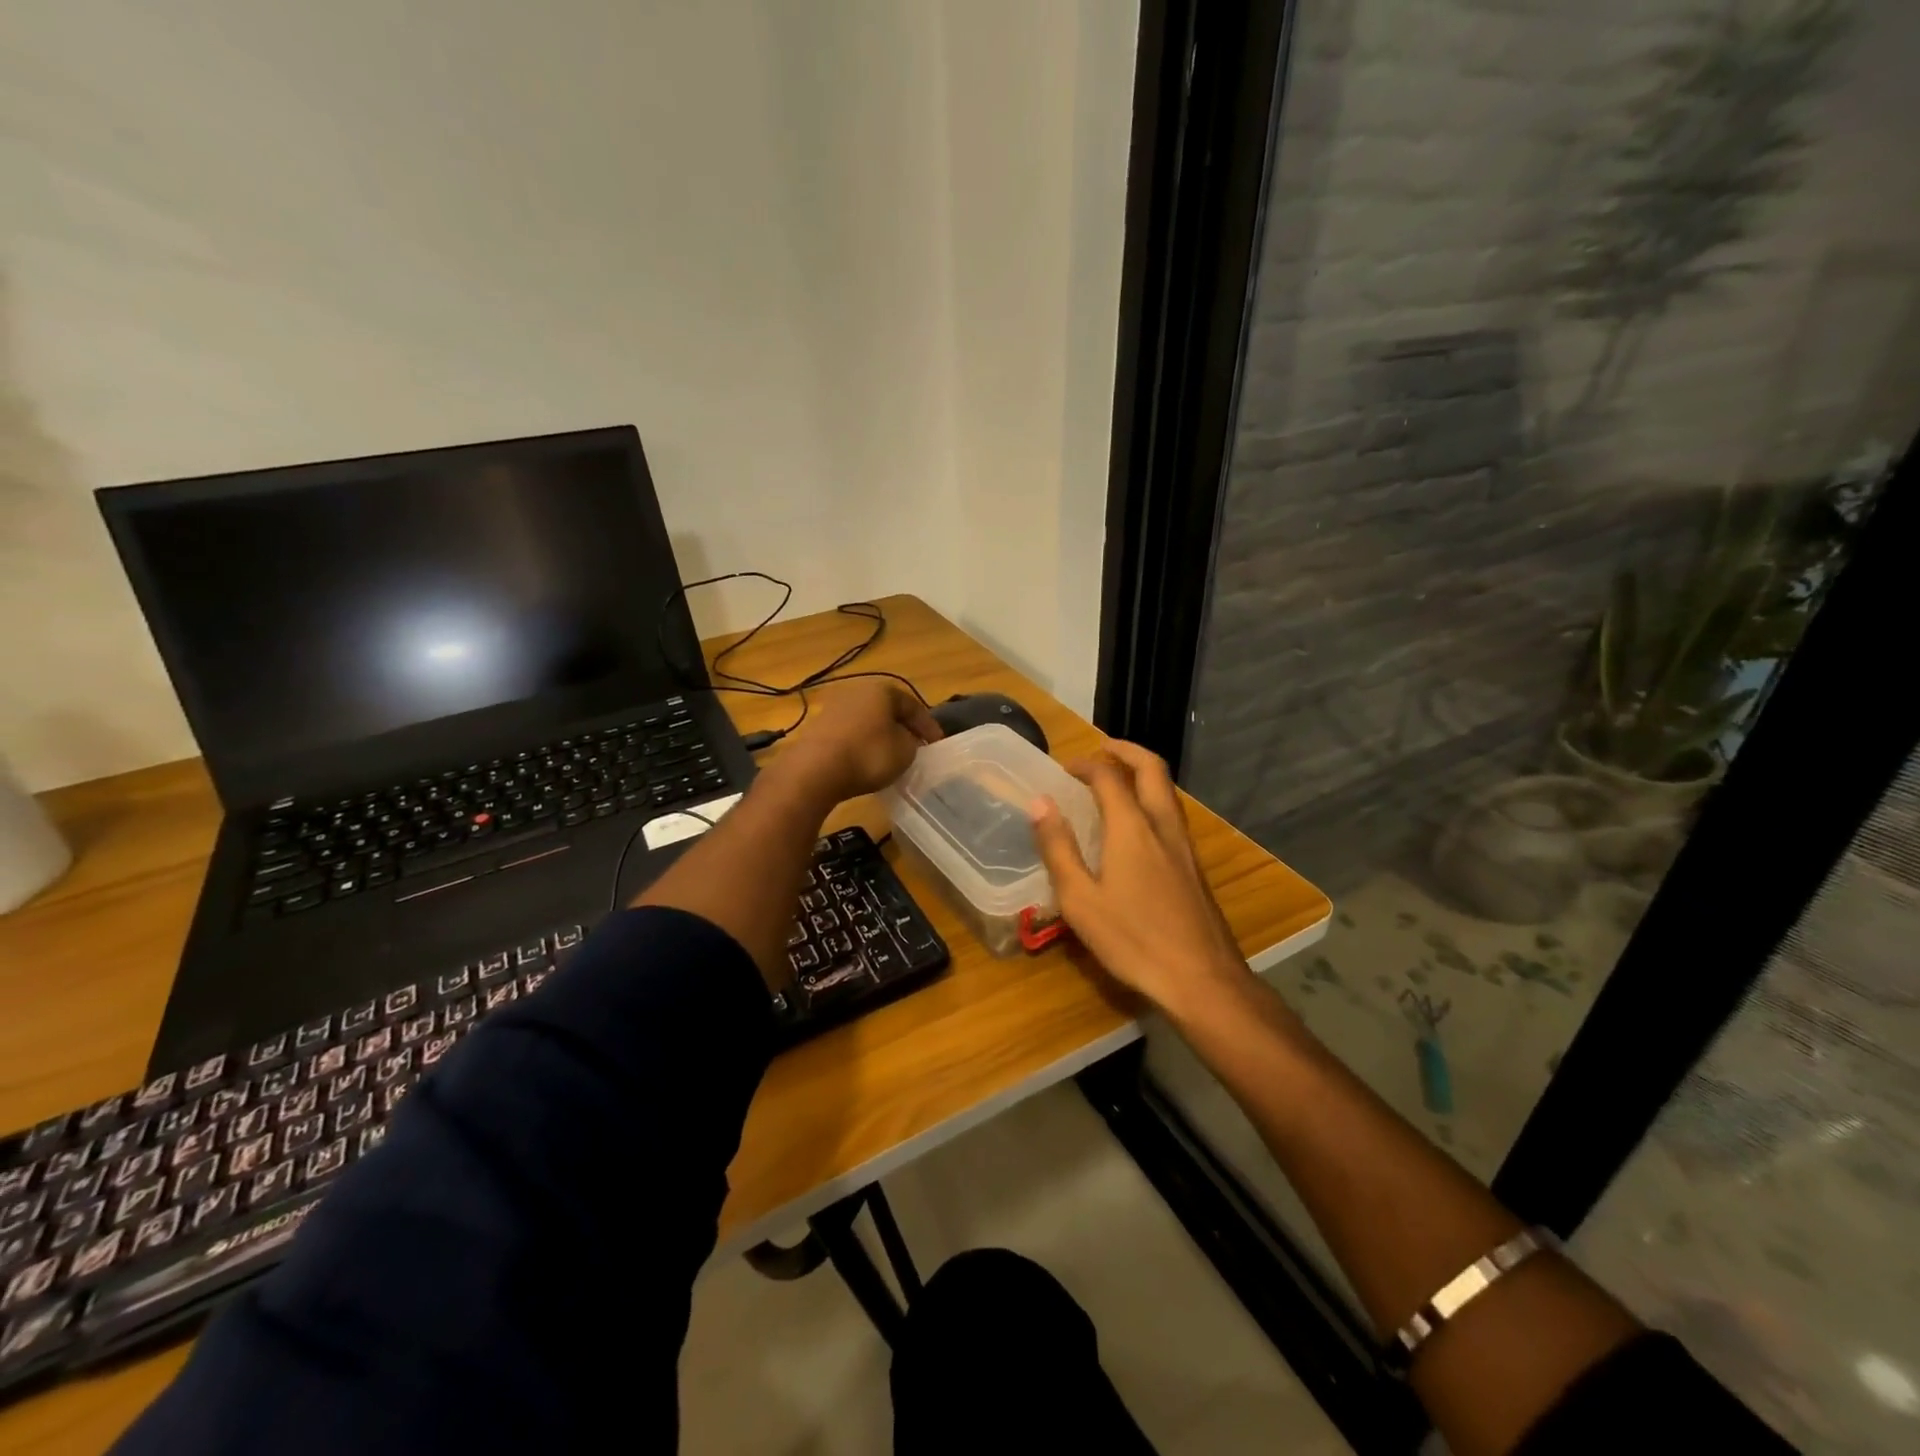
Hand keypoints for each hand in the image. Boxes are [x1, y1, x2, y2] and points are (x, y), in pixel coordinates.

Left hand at [775, 679, 941, 804]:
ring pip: (868, 721)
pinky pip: (850, 734)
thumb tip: (906, 740)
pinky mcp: (818, 728)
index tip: (937, 744)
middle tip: (915, 747)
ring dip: (881, 736)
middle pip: (887, 710)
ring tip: (891, 756)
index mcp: (882, 690)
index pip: (913, 705)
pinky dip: (862, 744)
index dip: (928, 726)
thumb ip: (912, 742)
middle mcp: (856, 691)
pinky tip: (866, 761)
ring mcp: (834, 708)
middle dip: (902, 728)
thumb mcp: (905, 751)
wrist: (816, 770)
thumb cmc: (869, 754)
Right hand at [1030, 740, 1247, 1018]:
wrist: (1202, 978)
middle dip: (1125, 751)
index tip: (1065, 768)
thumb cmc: (1133, 939)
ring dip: (1142, 774)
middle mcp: (1162, 825)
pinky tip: (1136, 826)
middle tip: (1101, 750)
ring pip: (1167, 790)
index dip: (1086, 764)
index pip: (1109, 776)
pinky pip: (1171, 814)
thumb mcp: (1080, 899)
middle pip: (1151, 768)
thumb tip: (1039, 803)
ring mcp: (1184, 845)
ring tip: (1116, 781)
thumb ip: (1058, 848)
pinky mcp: (1194, 866)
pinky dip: (1151, 799)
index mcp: (1132, 827)